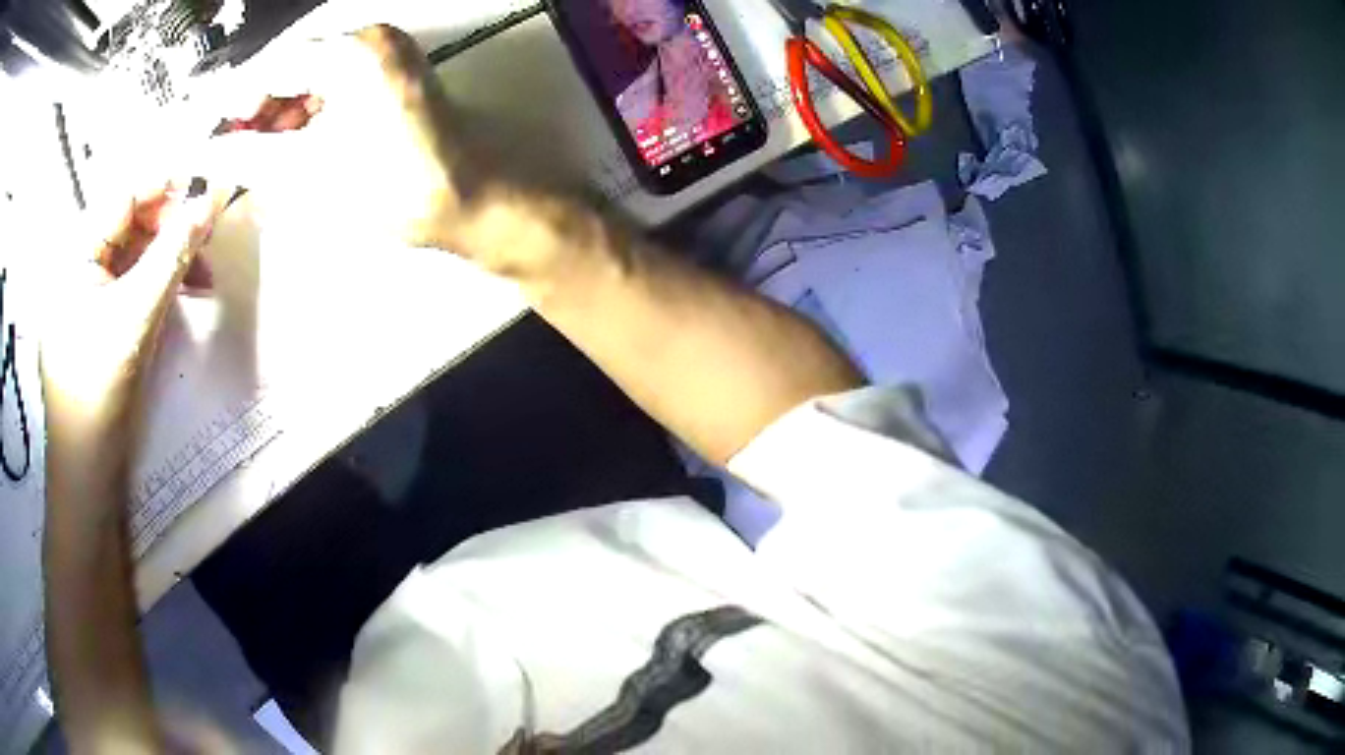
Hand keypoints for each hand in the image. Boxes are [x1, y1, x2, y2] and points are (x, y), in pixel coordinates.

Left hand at [40, 185, 226, 457]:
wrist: (87, 472)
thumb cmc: (98, 392)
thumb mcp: (135, 317)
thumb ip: (172, 254)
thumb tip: (210, 200)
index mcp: (77, 254)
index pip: (125, 197)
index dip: (166, 187)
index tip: (207, 189)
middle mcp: (82, 265)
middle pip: (133, 222)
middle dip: (172, 225)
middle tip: (209, 235)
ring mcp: (92, 295)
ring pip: (137, 254)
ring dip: (172, 256)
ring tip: (204, 272)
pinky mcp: (104, 321)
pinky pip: (136, 283)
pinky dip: (163, 283)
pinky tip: (187, 292)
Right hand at [205, 25, 486, 249]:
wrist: (474, 201)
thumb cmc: (392, 188)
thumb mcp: (307, 174)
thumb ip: (249, 158)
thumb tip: (205, 154)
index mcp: (352, 51)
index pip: (271, 66)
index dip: (231, 103)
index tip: (203, 137)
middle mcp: (371, 41)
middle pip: (291, 66)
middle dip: (254, 109)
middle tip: (228, 151)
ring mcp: (386, 57)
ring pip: (311, 77)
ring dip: (279, 113)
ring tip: (255, 156)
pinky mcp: (392, 78)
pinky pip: (335, 87)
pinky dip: (308, 114)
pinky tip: (291, 146)